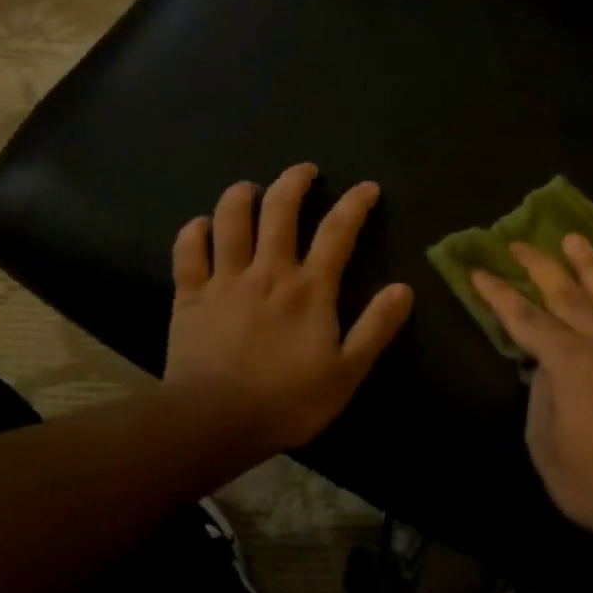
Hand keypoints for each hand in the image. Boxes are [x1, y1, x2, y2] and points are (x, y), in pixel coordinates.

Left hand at [165, 163, 412, 461]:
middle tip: (305, 170)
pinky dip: (194, 231)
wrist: (214, 422)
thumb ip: (376, 328)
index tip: (367, 187)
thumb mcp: (346, 372)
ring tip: (252, 189)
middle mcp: (267, 271)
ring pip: (230, 218)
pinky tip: (202, 226)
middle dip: (294, 181)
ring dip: (242, 195)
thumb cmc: (287, 401)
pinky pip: (188, 250)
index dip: (355, 204)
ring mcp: (224, 279)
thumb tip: (404, 288)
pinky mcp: (189, 295)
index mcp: (309, 288)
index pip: (337, 232)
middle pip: (280, 209)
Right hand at [471, 235, 592, 550]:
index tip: (479, 271)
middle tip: (520, 242)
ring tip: (575, 239)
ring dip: (591, 266)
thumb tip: (545, 366)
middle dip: (540, 266)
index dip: (499, 295)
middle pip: (567, 295)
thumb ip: (542, 399)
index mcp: (570, 363)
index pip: (525, 319)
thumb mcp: (548, 450)